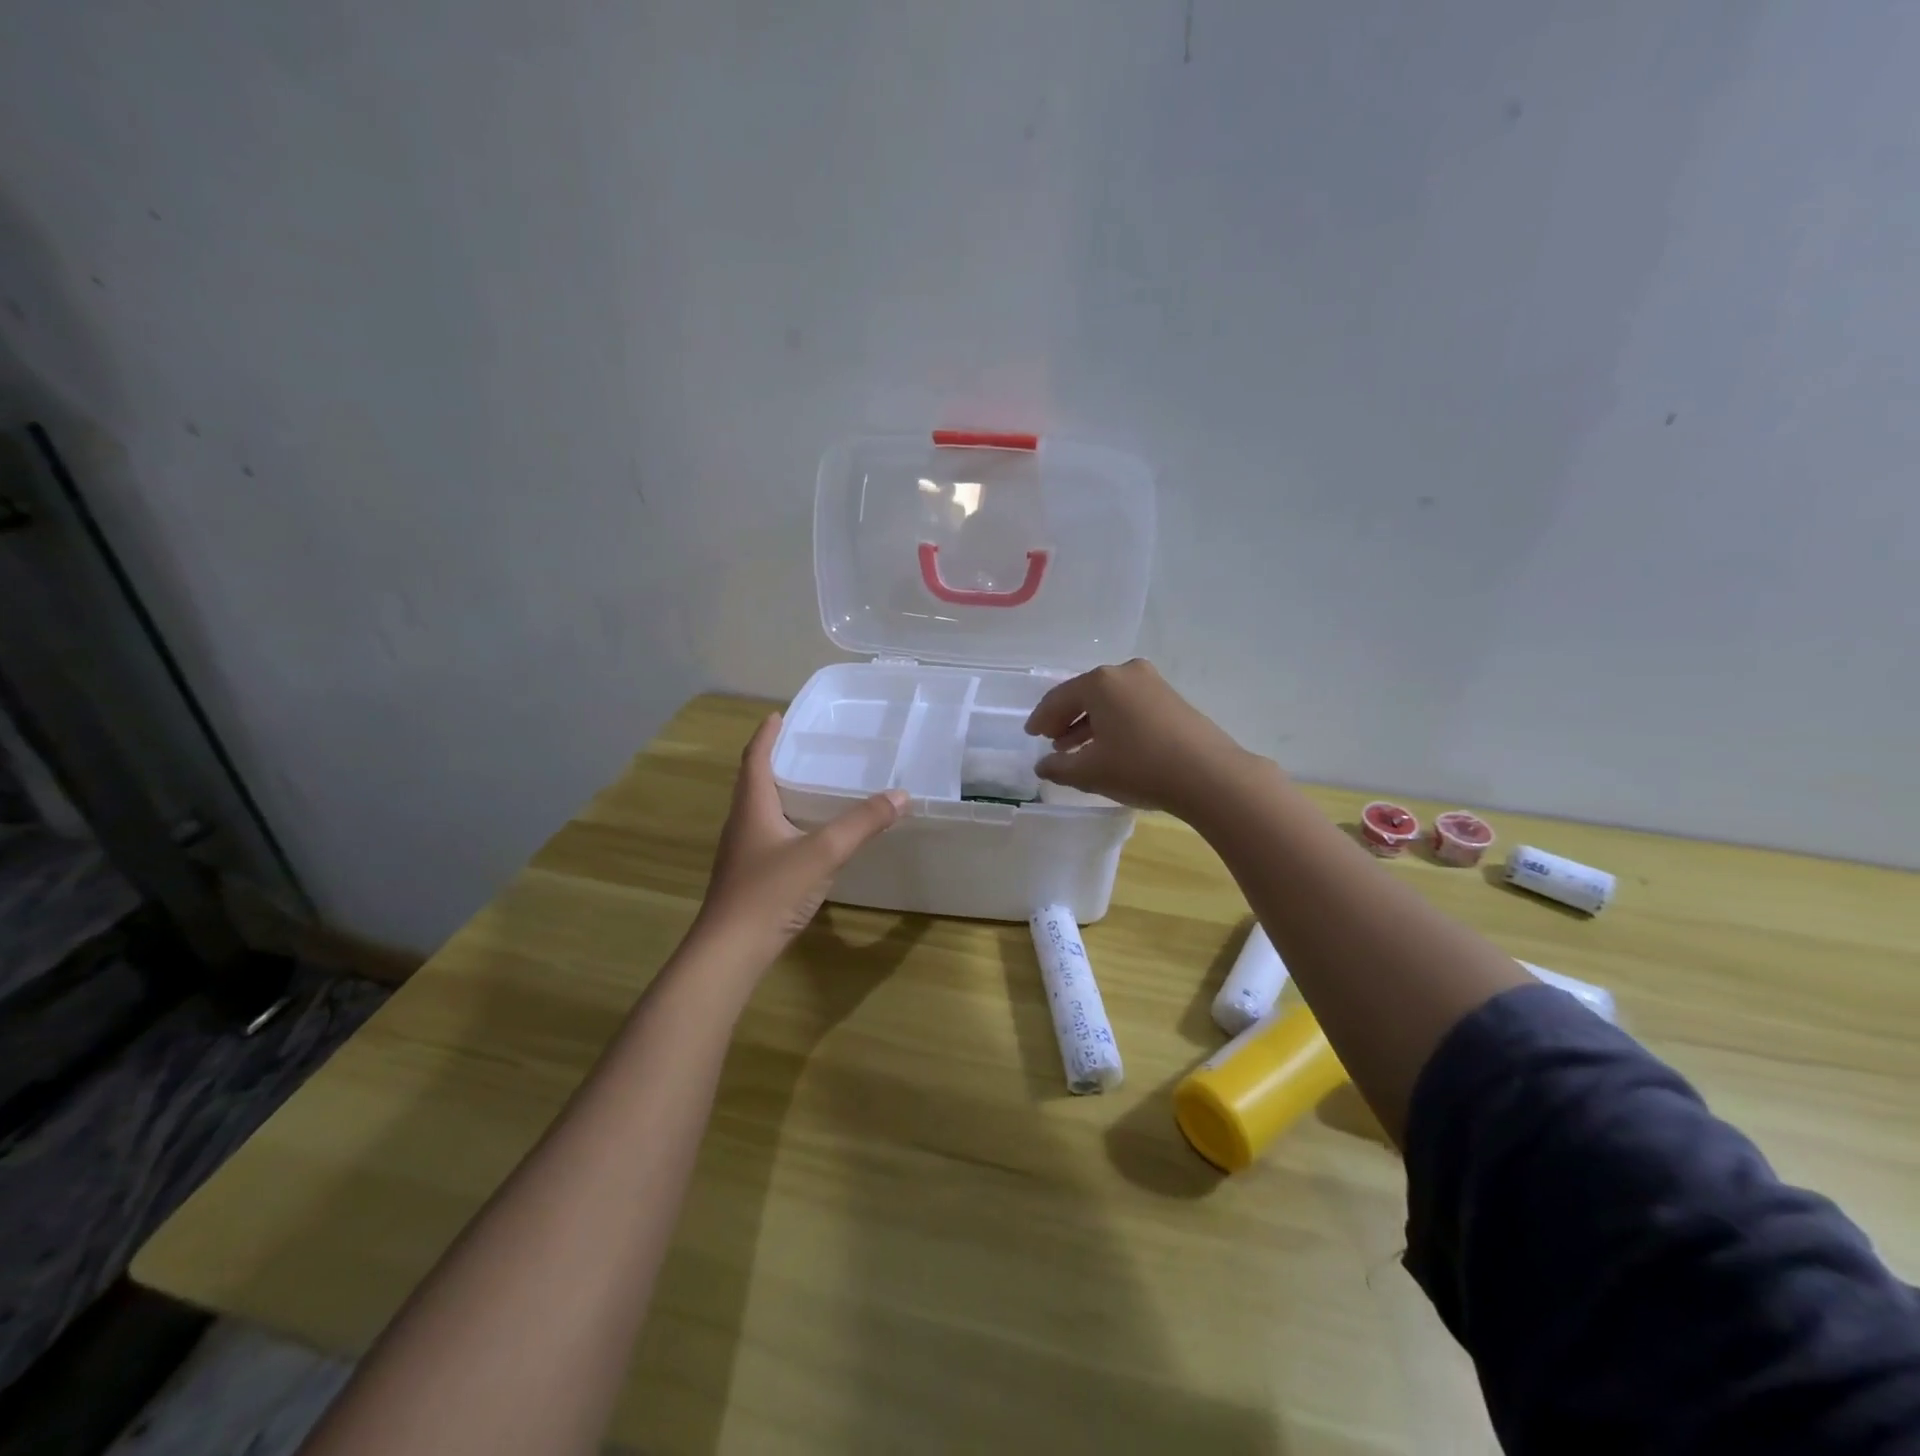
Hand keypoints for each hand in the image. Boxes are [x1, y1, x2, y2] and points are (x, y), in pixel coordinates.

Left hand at [694, 713, 905, 965]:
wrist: (730, 952)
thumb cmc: (769, 892)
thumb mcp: (822, 853)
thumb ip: (862, 823)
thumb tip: (901, 795)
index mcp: (752, 807)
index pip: (755, 758)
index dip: (767, 735)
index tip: (778, 715)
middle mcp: (742, 824)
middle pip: (754, 782)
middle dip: (776, 760)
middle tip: (805, 747)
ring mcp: (742, 853)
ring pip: (761, 811)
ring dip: (781, 793)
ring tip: (812, 785)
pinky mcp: (749, 877)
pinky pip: (769, 836)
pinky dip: (788, 823)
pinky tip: (810, 837)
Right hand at [1024, 659, 1258, 818]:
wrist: (1209, 775)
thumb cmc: (1140, 767)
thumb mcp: (1090, 771)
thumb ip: (1058, 767)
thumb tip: (1042, 765)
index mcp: (1099, 682)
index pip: (1058, 698)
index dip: (1041, 719)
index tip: (1032, 736)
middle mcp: (1125, 673)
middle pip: (1085, 694)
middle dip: (1066, 719)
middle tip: (1053, 741)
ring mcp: (1153, 683)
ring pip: (1109, 701)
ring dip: (1090, 723)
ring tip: (1077, 750)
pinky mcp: (1172, 698)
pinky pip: (1130, 706)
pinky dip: (1114, 722)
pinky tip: (1110, 746)